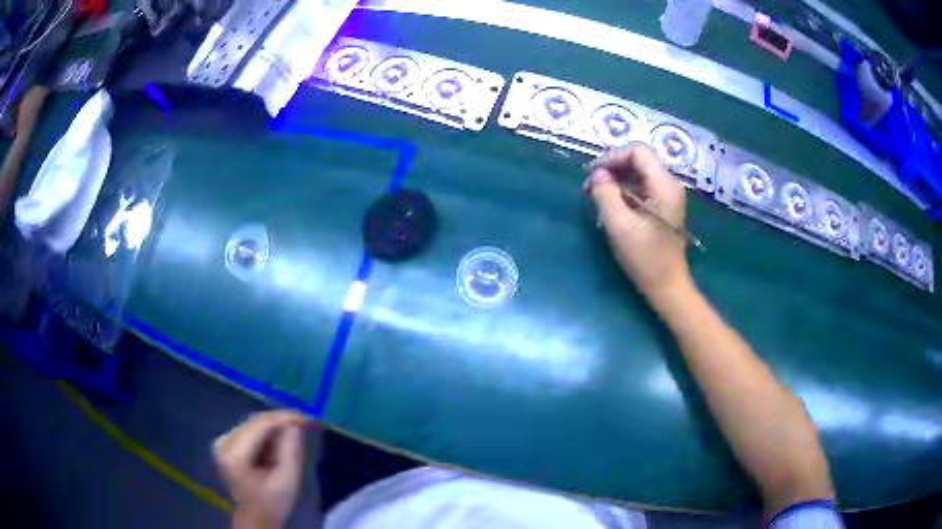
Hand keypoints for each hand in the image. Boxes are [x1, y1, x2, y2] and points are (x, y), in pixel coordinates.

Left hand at [214, 411, 310, 528]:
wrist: (256, 517)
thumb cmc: (273, 503)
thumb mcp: (288, 481)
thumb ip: (290, 452)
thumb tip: (294, 425)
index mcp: (235, 455)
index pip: (259, 426)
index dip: (283, 418)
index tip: (305, 418)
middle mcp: (224, 443)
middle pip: (254, 422)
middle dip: (279, 422)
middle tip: (302, 425)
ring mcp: (223, 442)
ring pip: (252, 424)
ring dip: (273, 428)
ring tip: (292, 436)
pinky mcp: (226, 444)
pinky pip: (248, 430)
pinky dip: (265, 433)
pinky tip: (277, 442)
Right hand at [586, 144, 690, 299]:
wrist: (667, 286)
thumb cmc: (645, 258)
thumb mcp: (619, 225)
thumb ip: (605, 193)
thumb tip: (597, 174)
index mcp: (664, 185)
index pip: (638, 151)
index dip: (612, 157)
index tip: (593, 174)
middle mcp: (670, 184)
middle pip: (639, 159)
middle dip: (613, 167)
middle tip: (591, 185)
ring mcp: (668, 195)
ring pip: (639, 173)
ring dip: (617, 179)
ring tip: (597, 195)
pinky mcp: (664, 206)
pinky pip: (643, 187)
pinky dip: (625, 190)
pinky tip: (612, 204)